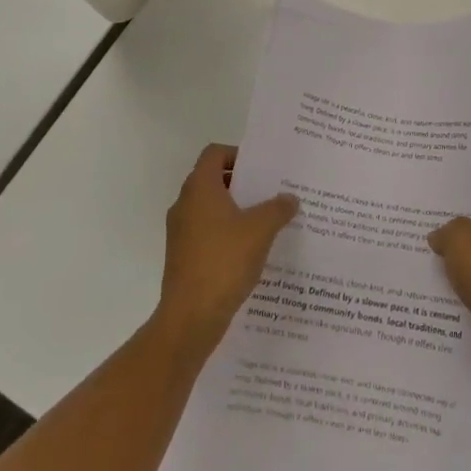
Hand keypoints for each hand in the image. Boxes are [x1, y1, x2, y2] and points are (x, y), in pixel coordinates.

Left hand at [155, 144, 298, 360]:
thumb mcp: (260, 229)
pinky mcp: (183, 257)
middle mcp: (185, 204)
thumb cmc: (224, 260)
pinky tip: (252, 249)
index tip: (261, 168)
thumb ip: (278, 208)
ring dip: (236, 210)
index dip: (237, 154)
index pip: (214, 153)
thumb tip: (289, 198)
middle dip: (242, 183)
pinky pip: (207, 233)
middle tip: (271, 191)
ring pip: (211, 209)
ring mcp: (181, 232)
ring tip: (266, 220)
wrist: (190, 317)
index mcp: (200, 188)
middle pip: (213, 180)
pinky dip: (227, 233)